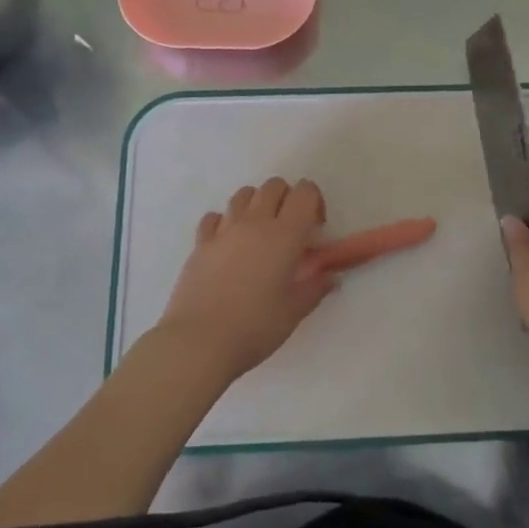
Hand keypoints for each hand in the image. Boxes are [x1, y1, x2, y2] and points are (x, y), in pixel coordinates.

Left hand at [155, 177, 337, 387]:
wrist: (198, 342)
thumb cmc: (254, 327)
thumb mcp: (293, 312)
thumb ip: (315, 288)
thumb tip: (331, 277)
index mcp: (285, 235)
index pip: (305, 193)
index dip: (314, 202)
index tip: (315, 229)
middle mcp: (255, 222)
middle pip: (274, 185)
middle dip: (287, 198)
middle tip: (290, 230)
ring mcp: (224, 230)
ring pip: (243, 194)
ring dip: (257, 205)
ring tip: (259, 234)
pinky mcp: (200, 243)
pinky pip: (214, 217)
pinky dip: (224, 222)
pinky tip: (228, 245)